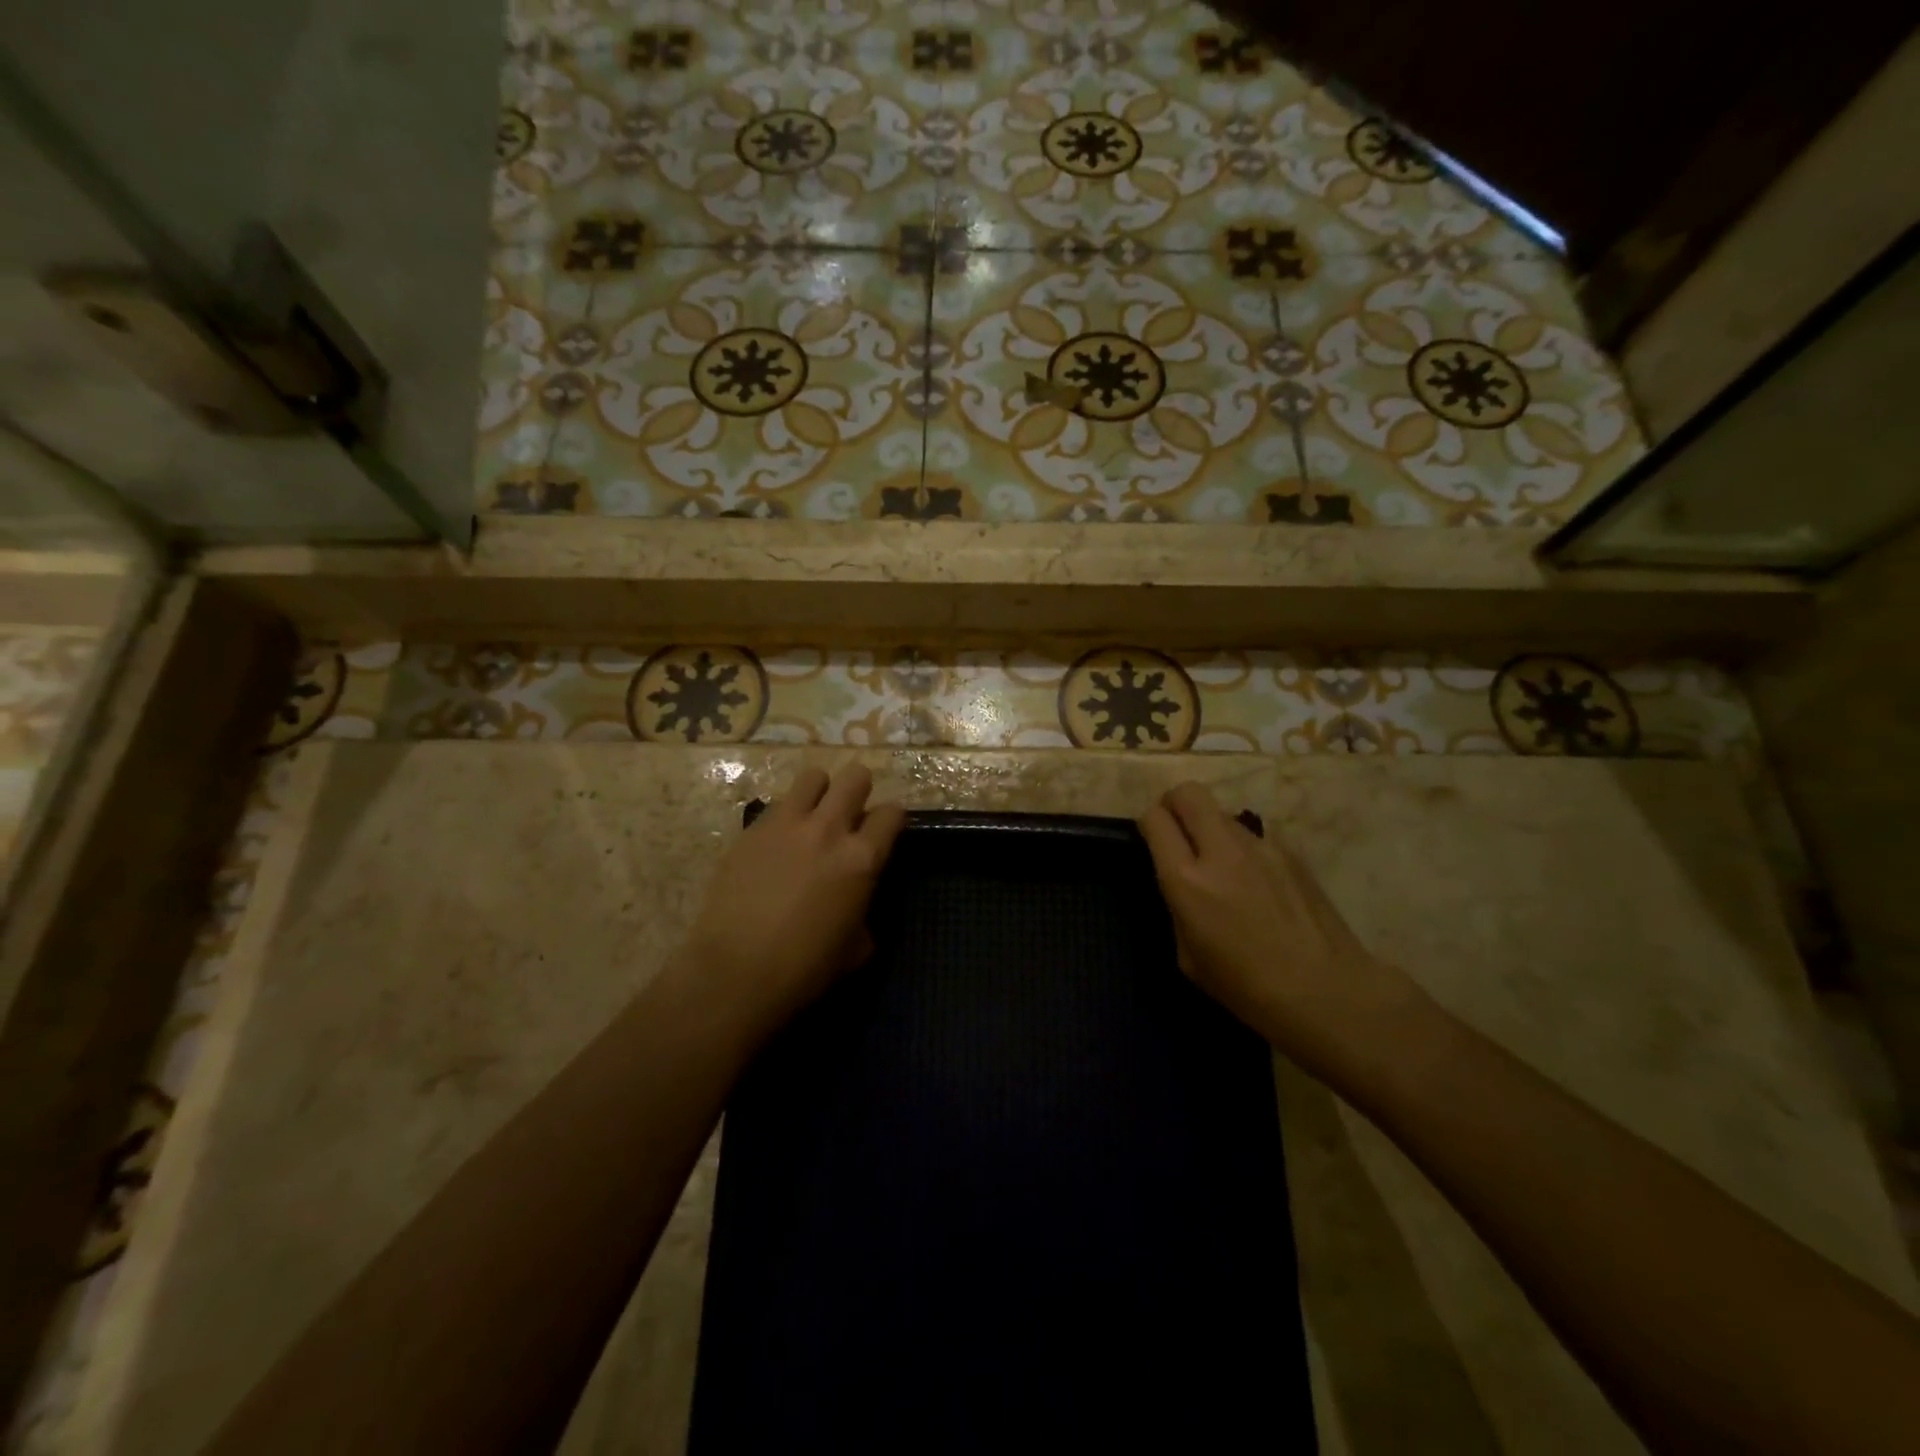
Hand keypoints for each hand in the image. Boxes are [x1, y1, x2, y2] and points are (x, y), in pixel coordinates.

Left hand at [678, 764, 906, 1035]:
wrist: (736, 971)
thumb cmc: (804, 968)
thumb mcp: (855, 947)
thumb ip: (863, 909)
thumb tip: (856, 900)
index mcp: (861, 858)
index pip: (892, 813)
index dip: (892, 819)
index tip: (886, 830)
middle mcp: (828, 829)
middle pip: (856, 777)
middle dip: (860, 789)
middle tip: (852, 812)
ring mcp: (786, 824)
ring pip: (814, 776)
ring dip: (821, 791)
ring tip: (814, 814)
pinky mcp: (751, 829)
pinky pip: (777, 805)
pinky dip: (786, 815)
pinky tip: (779, 843)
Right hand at [1139, 781, 1420, 1071]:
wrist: (1327, 992)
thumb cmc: (1247, 989)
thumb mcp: (1188, 956)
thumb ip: (1178, 906)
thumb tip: (1181, 883)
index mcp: (1187, 881)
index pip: (1155, 818)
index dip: (1149, 824)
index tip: (1152, 841)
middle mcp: (1221, 851)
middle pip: (1188, 793)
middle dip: (1174, 804)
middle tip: (1176, 832)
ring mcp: (1261, 846)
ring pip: (1222, 813)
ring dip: (1211, 828)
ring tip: (1221, 867)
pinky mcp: (1291, 852)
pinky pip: (1254, 837)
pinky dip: (1244, 850)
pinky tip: (1257, 885)